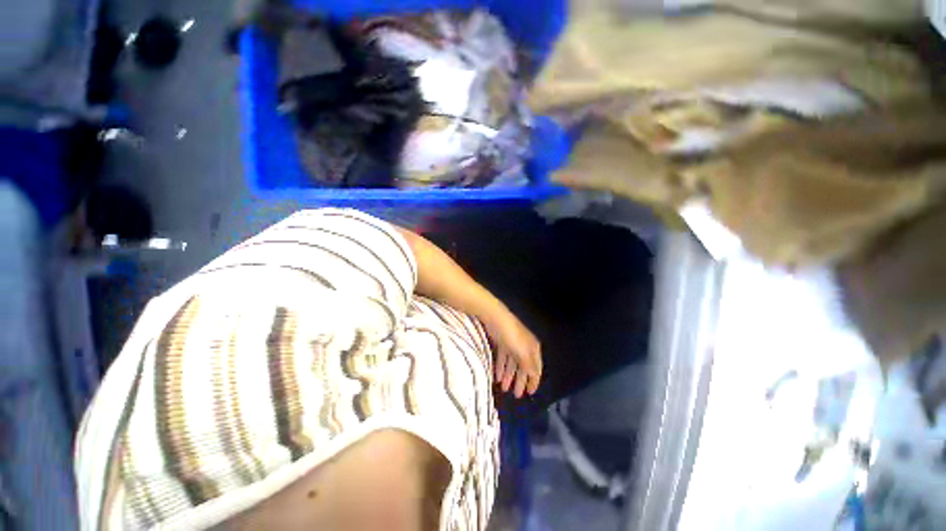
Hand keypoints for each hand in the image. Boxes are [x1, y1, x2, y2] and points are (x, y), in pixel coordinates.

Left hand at [483, 309, 541, 397]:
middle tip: (516, 395)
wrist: (496, 319)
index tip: (530, 393)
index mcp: (533, 348)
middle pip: (523, 367)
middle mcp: (524, 346)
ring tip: (503, 388)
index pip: (536, 368)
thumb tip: (535, 376)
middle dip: (520, 381)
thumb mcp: (523, 353)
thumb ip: (529, 366)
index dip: (534, 381)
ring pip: (512, 363)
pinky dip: (501, 367)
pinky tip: (496, 376)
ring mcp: (513, 344)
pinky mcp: (502, 342)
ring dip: (509, 376)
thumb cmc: (512, 337)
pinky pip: (503, 358)